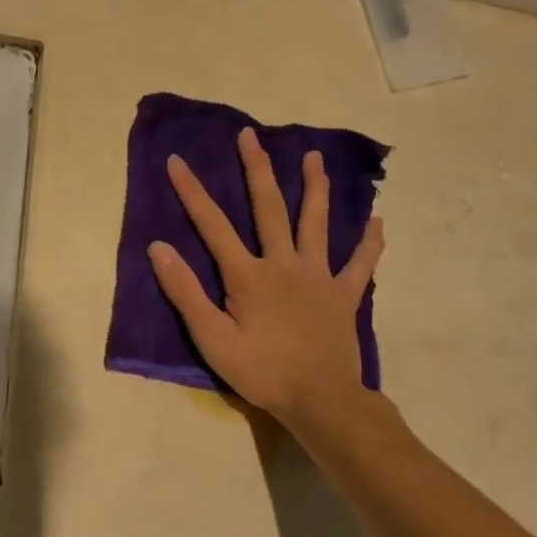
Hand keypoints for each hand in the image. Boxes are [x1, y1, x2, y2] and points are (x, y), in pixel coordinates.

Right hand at [149, 128, 384, 442]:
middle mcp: (284, 264)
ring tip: (314, 157)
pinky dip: (369, 243)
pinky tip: (377, 223)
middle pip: (269, 208)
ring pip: (317, 223)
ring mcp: (319, 276)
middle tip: (250, 136)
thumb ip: (185, 292)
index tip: (177, 161)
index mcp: (248, 275)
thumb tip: (159, 248)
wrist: (320, 400)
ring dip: (315, 188)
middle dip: (257, 169)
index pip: (213, 225)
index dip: (192, 192)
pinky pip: (360, 263)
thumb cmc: (260, 371)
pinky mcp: (344, 295)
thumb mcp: (211, 338)